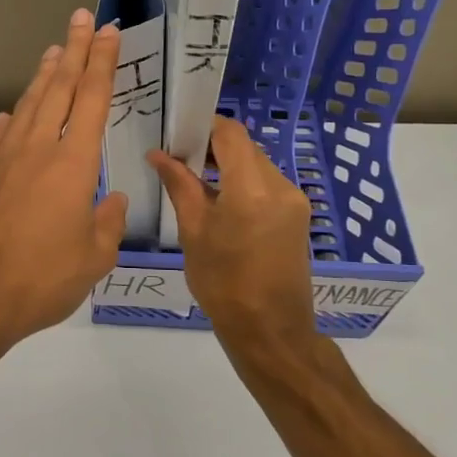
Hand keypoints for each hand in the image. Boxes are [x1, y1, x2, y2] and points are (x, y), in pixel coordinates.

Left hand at [0, 10, 129, 355]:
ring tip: (52, 51)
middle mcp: (36, 149)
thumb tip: (112, 199)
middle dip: (73, 50)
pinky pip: (0, 135)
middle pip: (58, 87)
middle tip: (81, 18)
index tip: (108, 32)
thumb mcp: (94, 257)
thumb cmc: (43, 279)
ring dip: (42, 75)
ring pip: (27, 104)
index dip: (102, 62)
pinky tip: (12, 114)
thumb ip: (107, 222)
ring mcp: (2, 159)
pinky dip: (12, 118)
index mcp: (72, 163)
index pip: (91, 98)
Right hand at [148, 117, 317, 356]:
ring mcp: (294, 201)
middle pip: (245, 148)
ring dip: (228, 167)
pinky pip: (267, 185)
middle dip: (213, 148)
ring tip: (196, 184)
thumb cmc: (223, 283)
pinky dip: (243, 185)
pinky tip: (220, 204)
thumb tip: (159, 154)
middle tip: (179, 161)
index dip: (204, 126)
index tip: (177, 135)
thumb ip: (179, 186)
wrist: (270, 330)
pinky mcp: (298, 216)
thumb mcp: (193, 232)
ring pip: (256, 165)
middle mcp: (281, 186)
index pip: (231, 133)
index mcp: (252, 188)